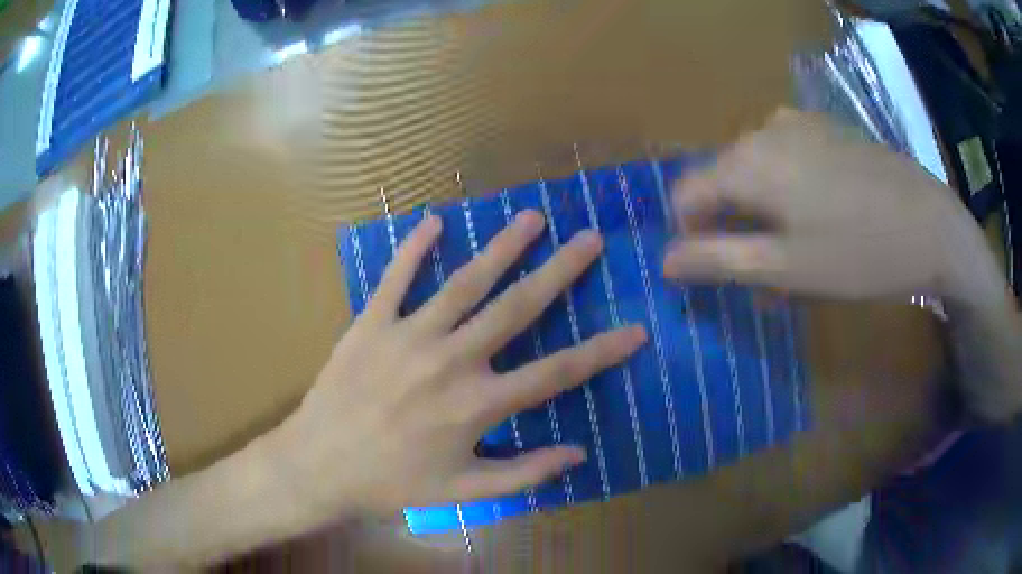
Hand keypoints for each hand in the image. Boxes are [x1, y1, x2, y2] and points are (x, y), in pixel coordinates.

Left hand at [268, 211, 646, 525]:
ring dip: (502, 247)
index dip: (602, 352)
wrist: (319, 466)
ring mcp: (409, 336)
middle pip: (517, 308)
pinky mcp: (371, 323)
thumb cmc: (392, 484)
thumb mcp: (463, 492)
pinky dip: (414, 248)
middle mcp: (452, 360)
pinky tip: (434, 222)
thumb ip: (523, 474)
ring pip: (465, 282)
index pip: (557, 373)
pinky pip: (396, 278)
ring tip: (532, 218)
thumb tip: (577, 455)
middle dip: (560, 271)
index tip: (636, 329)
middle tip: (590, 239)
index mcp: (478, 405)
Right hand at [663, 109, 1019, 421]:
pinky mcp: (826, 128)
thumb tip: (664, 261)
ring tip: (796, 248)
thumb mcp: (785, 269)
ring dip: (762, 209)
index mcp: (748, 161)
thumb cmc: (859, 254)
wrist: (931, 225)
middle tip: (765, 272)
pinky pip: (788, 155)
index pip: (686, 193)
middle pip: (723, 179)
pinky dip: (789, 187)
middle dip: (733, 225)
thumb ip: (718, 261)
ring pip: (757, 168)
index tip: (716, 270)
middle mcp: (764, 130)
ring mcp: (799, 123)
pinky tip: (820, 214)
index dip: (690, 234)